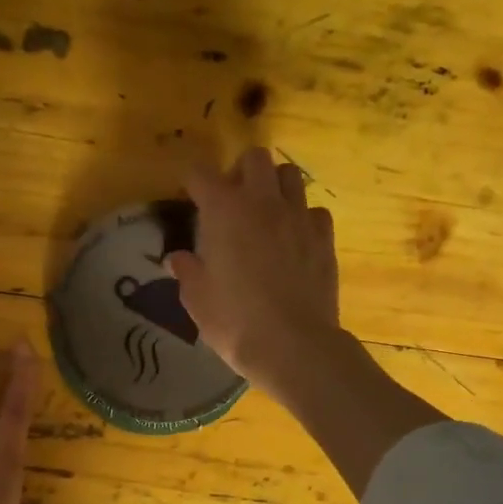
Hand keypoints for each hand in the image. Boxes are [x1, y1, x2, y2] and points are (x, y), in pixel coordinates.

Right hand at [169, 147, 342, 406]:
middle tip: (232, 200)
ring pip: (290, 175)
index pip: (200, 173)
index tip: (189, 198)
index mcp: (224, 211)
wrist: (293, 345)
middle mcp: (263, 202)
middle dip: (239, 171)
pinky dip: (302, 218)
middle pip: (254, 158)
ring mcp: (298, 217)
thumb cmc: (234, 321)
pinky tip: (294, 240)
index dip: (192, 182)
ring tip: (265, 213)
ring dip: (274, 186)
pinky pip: (313, 211)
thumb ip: (187, 271)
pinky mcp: (324, 237)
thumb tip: (178, 258)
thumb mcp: (197, 299)